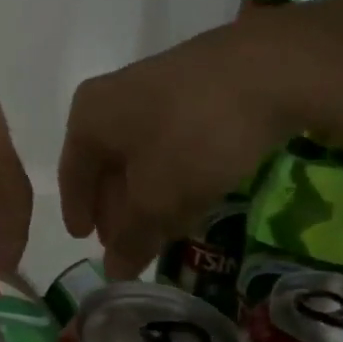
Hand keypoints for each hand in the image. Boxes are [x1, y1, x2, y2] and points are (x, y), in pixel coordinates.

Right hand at [59, 8, 311, 277]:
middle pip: (106, 163)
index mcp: (89, 117)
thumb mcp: (157, 198)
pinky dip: (173, 172)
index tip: (85, 241)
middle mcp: (113, 97)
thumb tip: (113, 271)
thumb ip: (132, 238)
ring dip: (147, 193)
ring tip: (162, 226)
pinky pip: (171, 140)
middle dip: (116, 207)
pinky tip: (191, 193)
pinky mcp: (195, 88)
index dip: (79, 212)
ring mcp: (156, 88)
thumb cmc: (193, 136)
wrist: (270, 70)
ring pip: (141, 153)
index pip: (72, 174)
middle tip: (128, 241)